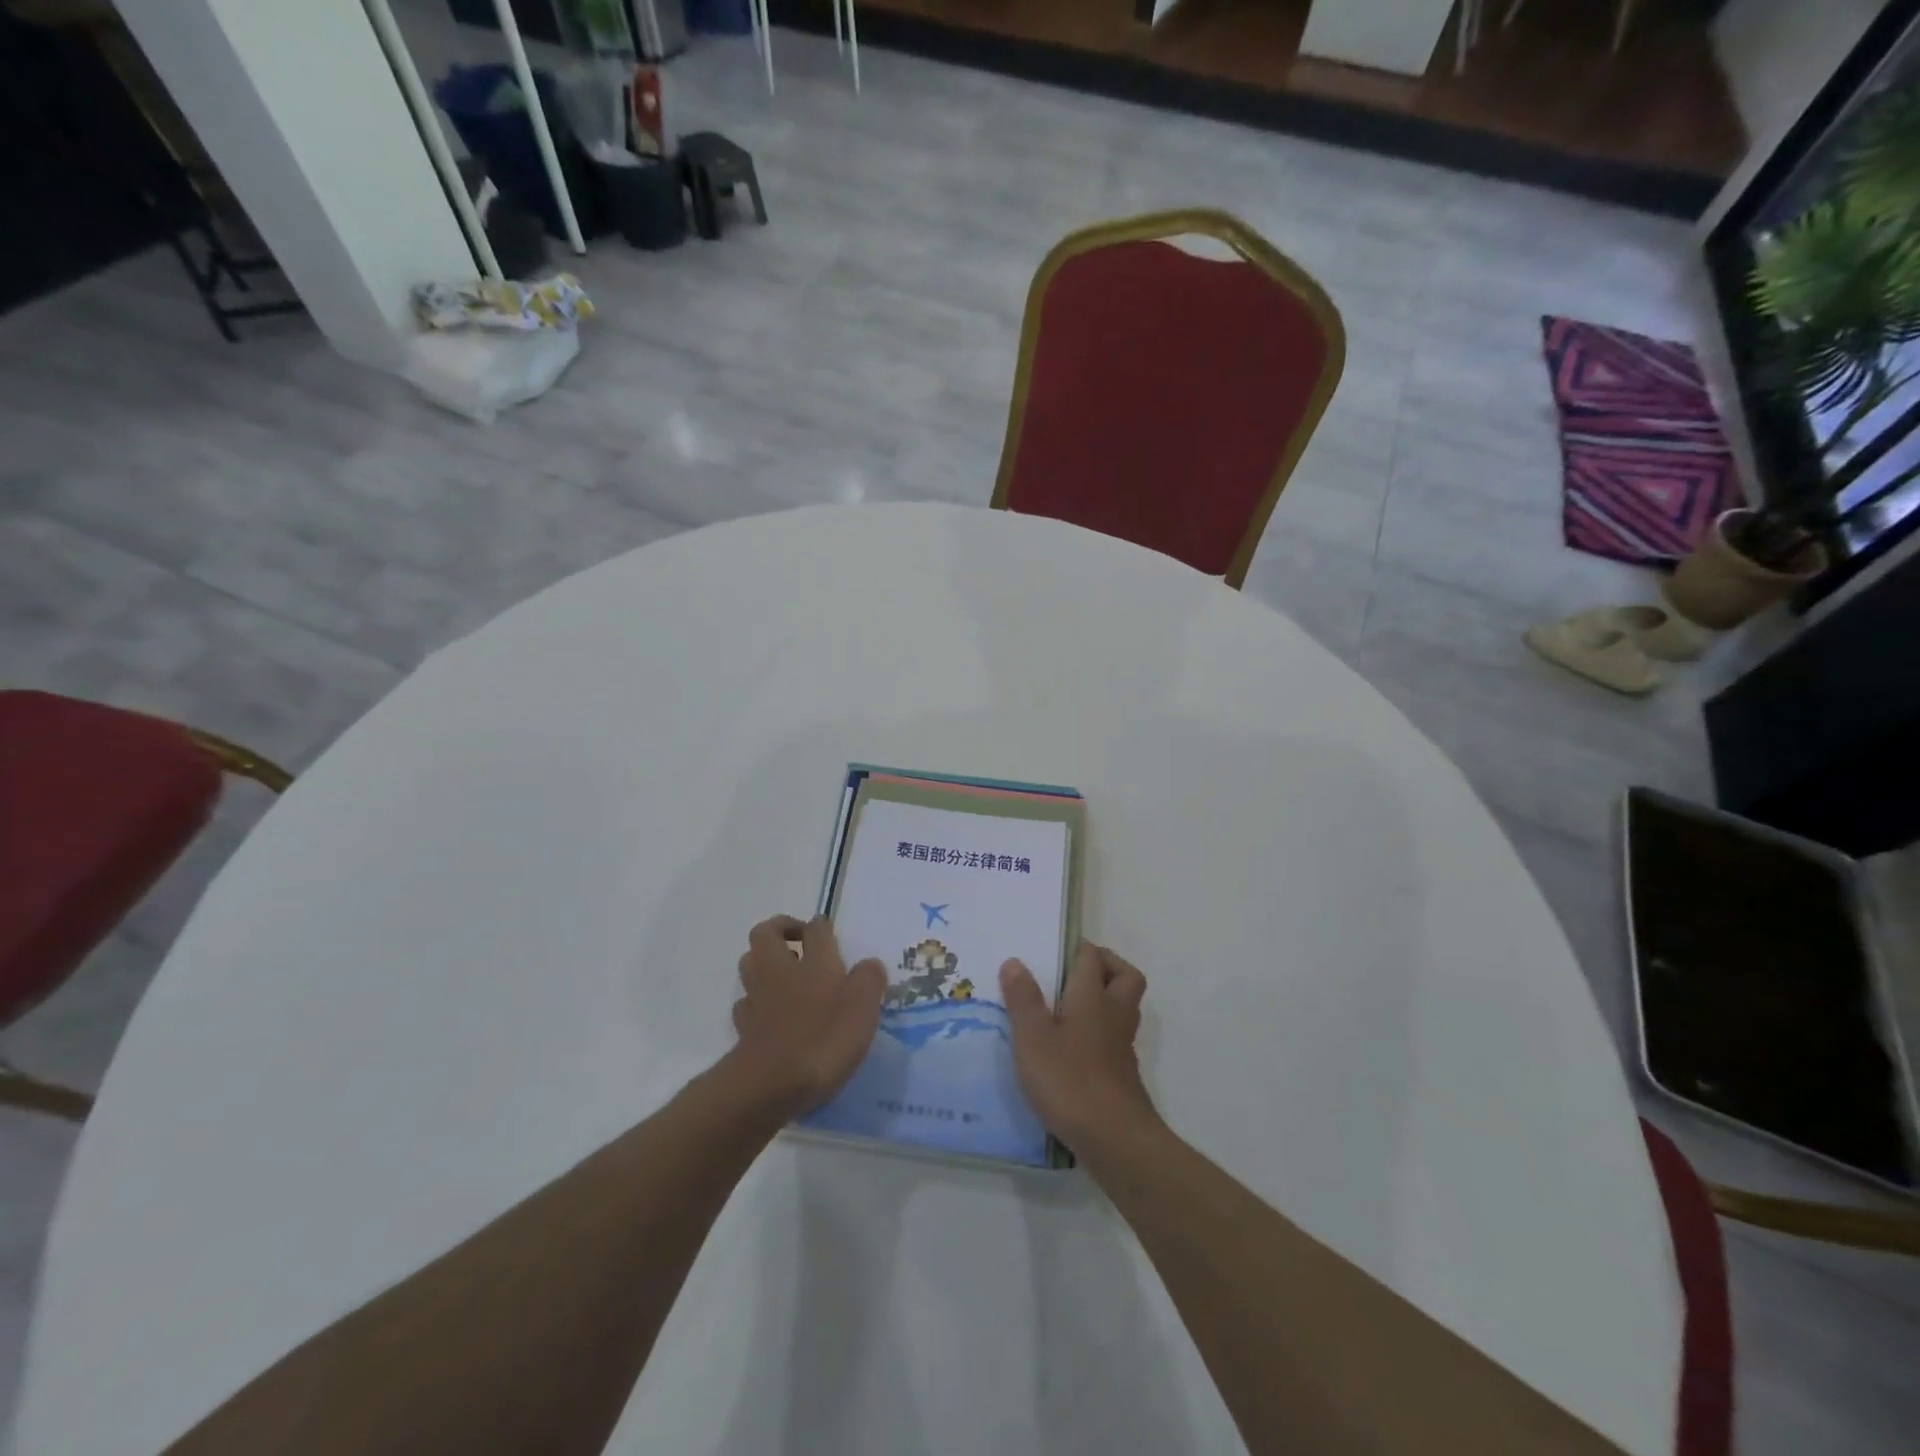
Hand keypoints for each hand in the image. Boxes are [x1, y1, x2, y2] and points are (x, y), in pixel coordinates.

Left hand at [725, 915, 886, 1118]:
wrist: (769, 1086)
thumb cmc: (823, 1041)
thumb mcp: (862, 1010)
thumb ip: (869, 981)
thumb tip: (869, 964)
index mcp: (814, 962)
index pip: (815, 928)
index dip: (822, 926)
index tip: (831, 933)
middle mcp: (780, 971)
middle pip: (766, 934)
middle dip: (781, 930)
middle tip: (801, 943)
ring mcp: (757, 999)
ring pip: (750, 963)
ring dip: (764, 961)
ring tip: (788, 975)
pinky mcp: (744, 1028)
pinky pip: (746, 1002)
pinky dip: (757, 1000)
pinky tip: (772, 1013)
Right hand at [1001, 942, 1157, 1148]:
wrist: (1115, 1137)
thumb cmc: (1069, 1079)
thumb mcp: (1033, 1037)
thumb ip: (1023, 999)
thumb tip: (1014, 961)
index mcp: (1092, 996)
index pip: (1092, 957)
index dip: (1078, 949)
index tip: (1056, 950)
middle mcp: (1113, 1013)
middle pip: (1125, 976)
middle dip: (1107, 966)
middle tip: (1075, 972)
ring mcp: (1122, 1045)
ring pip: (1123, 1007)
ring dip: (1106, 999)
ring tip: (1070, 1007)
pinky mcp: (1123, 1073)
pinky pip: (1115, 1037)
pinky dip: (1101, 1032)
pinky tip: (1075, 1048)